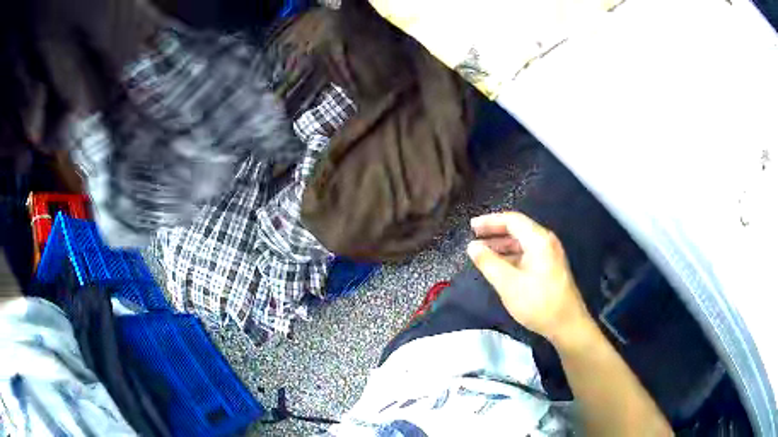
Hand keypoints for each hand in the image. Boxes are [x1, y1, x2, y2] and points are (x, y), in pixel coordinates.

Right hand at [467, 212, 591, 343]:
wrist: (567, 325)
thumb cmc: (538, 303)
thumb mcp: (509, 284)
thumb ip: (489, 263)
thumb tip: (472, 246)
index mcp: (539, 240)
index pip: (512, 220)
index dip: (490, 221)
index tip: (472, 227)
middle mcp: (546, 242)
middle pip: (518, 229)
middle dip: (495, 232)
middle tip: (474, 237)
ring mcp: (550, 255)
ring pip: (523, 243)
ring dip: (502, 245)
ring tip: (483, 252)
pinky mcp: (550, 267)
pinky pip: (528, 254)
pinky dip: (512, 256)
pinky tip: (500, 266)